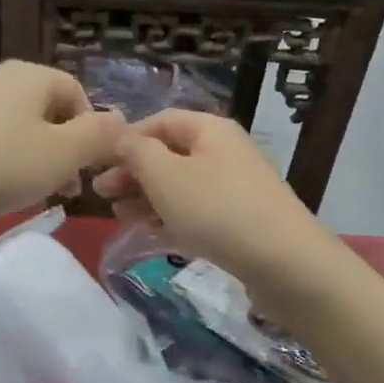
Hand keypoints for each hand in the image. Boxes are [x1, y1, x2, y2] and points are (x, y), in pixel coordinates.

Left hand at [0, 61, 123, 223]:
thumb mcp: (60, 157)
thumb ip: (98, 137)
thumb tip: (122, 121)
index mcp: (30, 75)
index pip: (76, 92)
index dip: (90, 131)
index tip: (85, 171)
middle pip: (40, 107)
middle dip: (57, 145)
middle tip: (57, 187)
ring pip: (6, 121)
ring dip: (23, 151)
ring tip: (18, 190)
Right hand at [92, 109, 334, 280]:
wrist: (284, 262)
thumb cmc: (216, 209)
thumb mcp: (165, 175)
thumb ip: (136, 152)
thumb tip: (119, 136)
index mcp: (209, 129)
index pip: (160, 121)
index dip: (126, 139)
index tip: (99, 163)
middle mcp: (224, 150)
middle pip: (169, 153)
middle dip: (133, 172)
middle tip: (102, 194)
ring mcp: (235, 186)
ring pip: (181, 184)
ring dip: (147, 197)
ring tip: (119, 217)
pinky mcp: (241, 219)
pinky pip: (197, 209)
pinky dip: (172, 216)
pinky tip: (152, 233)